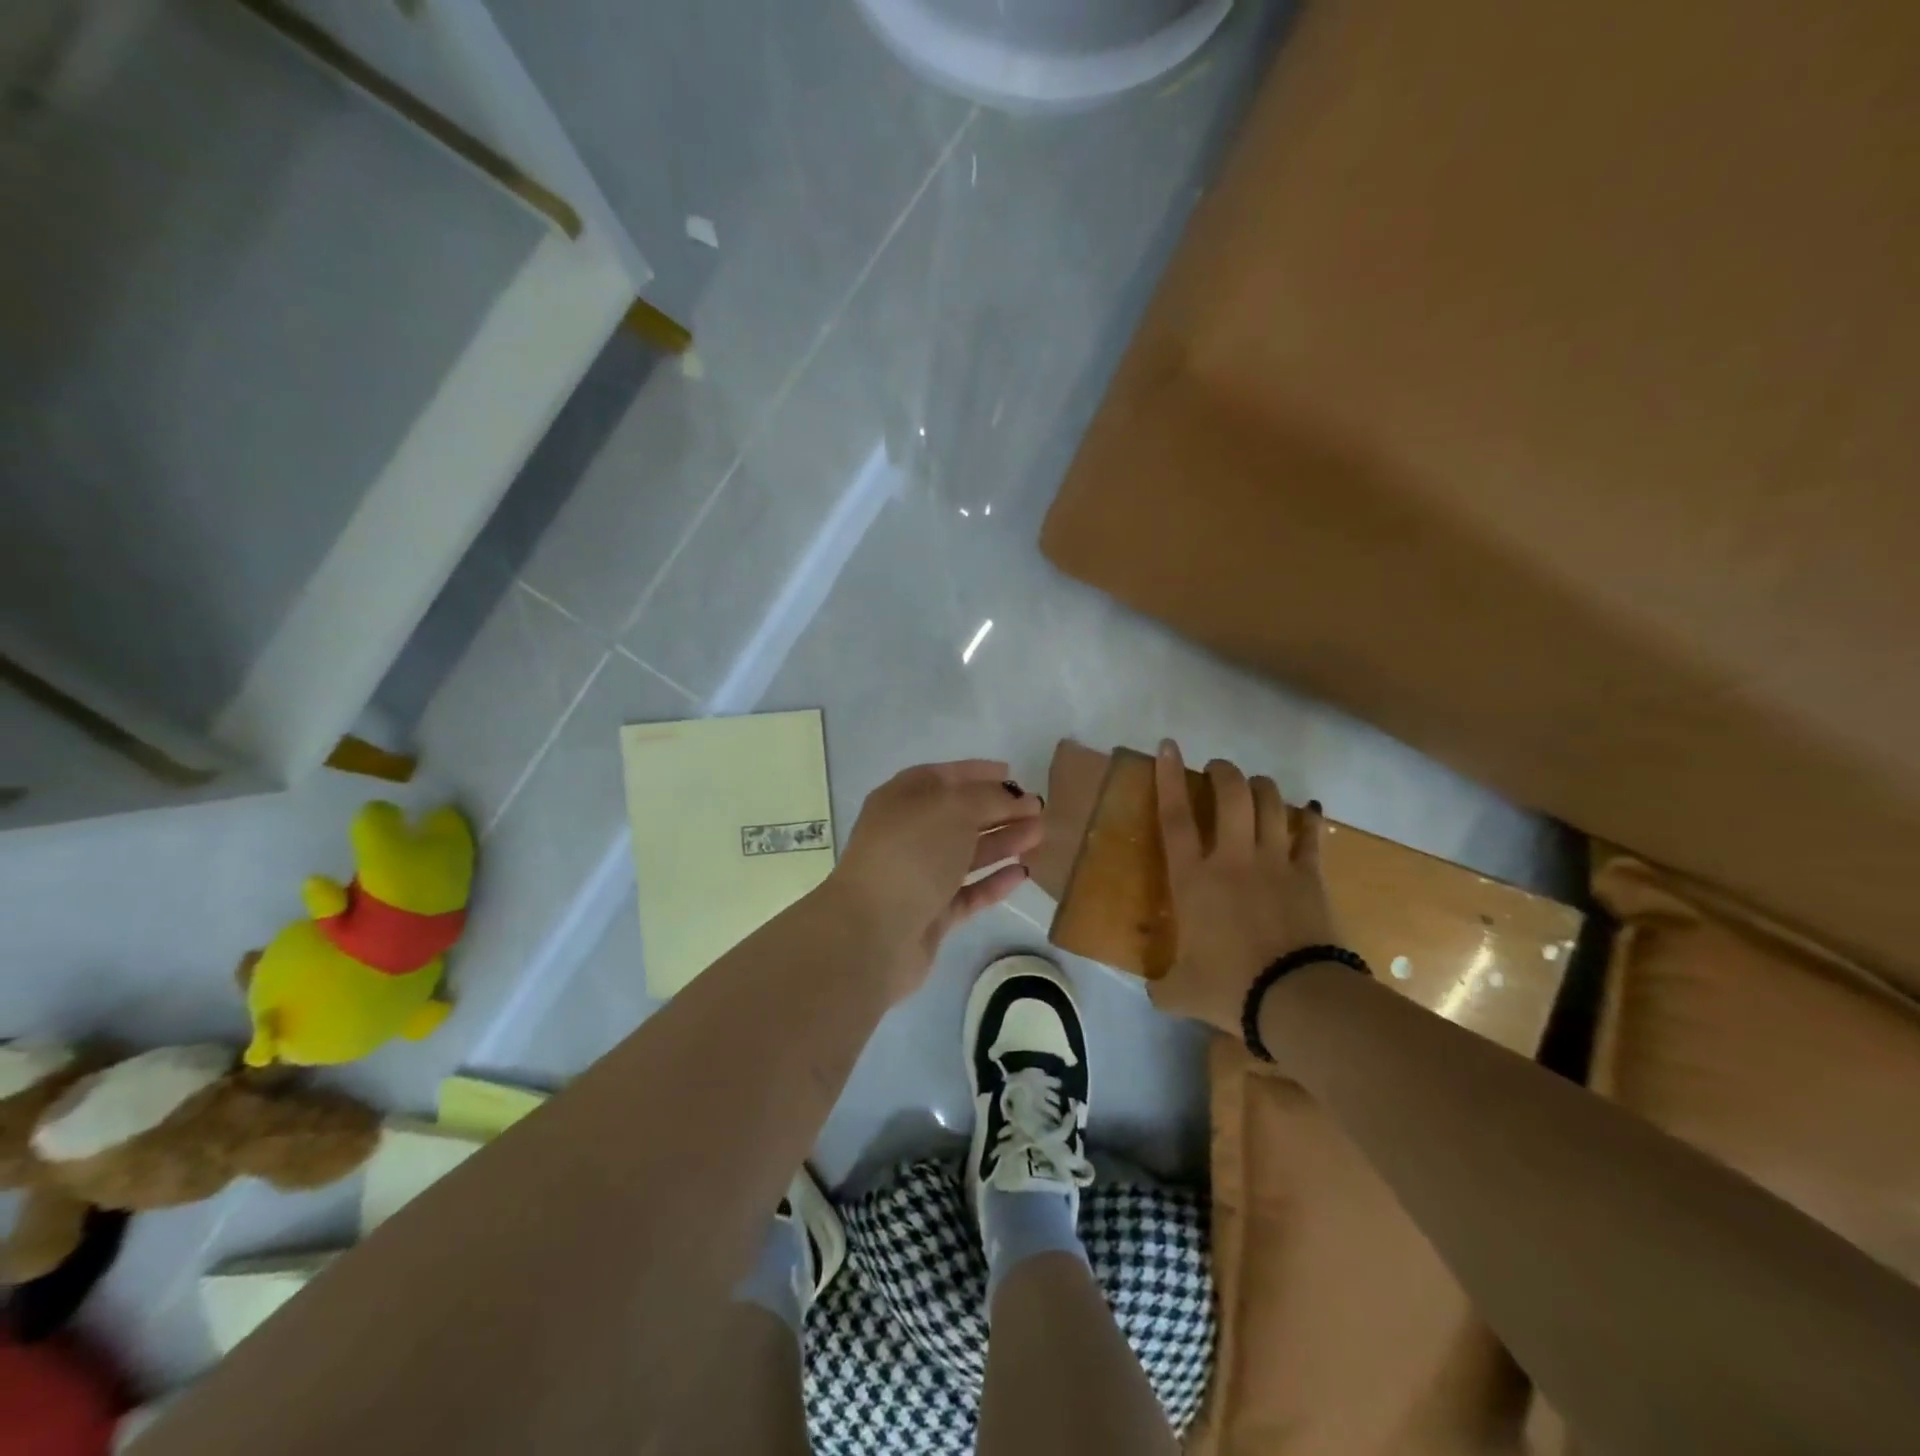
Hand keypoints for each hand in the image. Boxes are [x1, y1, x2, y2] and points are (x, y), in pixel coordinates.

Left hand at [827, 760, 1044, 1000]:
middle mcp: (908, 834)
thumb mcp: (954, 808)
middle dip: (999, 810)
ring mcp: (919, 876)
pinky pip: (968, 892)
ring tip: (1039, 836)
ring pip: (967, 854)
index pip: (944, 777)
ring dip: (1003, 842)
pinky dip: (993, 881)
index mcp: (902, 799)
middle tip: (1039, 810)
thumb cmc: (912, 853)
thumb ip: (989, 798)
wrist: (873, 931)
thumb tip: (1014, 797)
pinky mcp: (931, 914)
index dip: (978, 773)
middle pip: (959, 816)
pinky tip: (1021, 873)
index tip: (1013, 774)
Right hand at [1149, 740, 1338, 1036]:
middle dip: (1223, 773)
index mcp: (1194, 879)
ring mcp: (1276, 863)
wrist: (1295, 999)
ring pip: (1270, 804)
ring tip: (1255, 784)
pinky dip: (1308, 818)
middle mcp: (1233, 859)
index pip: (1175, 816)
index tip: (1169, 746)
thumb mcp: (1181, 992)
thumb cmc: (1229, 988)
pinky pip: (1310, 835)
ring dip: (1261, 787)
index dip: (1169, 777)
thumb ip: (1162, 985)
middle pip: (1230, 796)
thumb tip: (1154, 991)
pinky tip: (1308, 809)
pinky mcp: (1310, 876)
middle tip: (1218, 769)